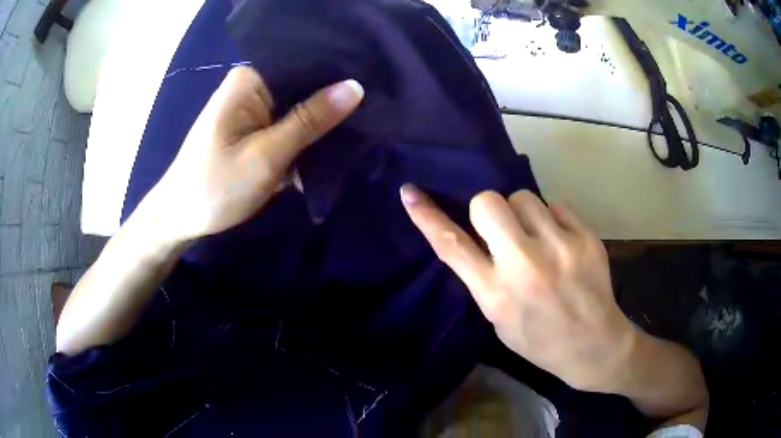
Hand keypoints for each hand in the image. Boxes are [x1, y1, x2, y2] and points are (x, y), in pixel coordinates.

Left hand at [140, 66, 363, 243]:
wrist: (181, 219)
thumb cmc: (216, 186)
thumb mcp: (266, 155)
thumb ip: (310, 121)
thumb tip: (356, 87)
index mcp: (249, 79)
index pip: (304, 63)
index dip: (338, 73)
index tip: (374, 83)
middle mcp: (252, 86)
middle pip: (303, 85)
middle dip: (333, 100)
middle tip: (376, 108)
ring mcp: (253, 109)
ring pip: (299, 107)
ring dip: (323, 122)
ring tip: (365, 124)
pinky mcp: (255, 130)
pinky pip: (290, 125)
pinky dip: (308, 137)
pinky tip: (336, 142)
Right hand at [401, 186, 636, 392]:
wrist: (593, 345)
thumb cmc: (539, 340)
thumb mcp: (499, 319)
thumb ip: (484, 278)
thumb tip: (475, 238)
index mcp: (495, 293)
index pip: (452, 246)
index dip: (427, 217)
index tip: (410, 193)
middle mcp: (523, 265)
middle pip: (488, 202)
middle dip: (489, 209)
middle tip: (504, 229)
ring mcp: (559, 248)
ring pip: (524, 197)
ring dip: (524, 214)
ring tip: (539, 239)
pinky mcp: (586, 238)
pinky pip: (557, 204)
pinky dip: (554, 219)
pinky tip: (563, 242)